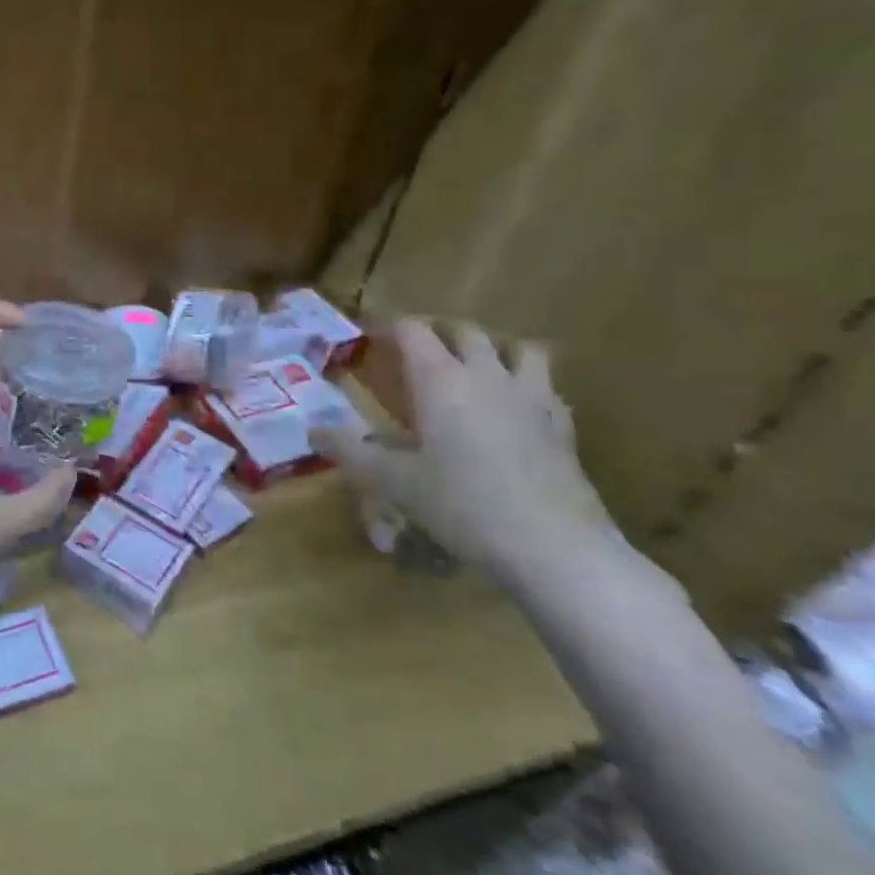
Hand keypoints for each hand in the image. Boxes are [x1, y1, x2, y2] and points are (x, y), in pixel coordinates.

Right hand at [320, 319, 621, 594]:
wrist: (554, 546)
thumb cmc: (462, 504)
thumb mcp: (391, 481)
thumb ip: (349, 450)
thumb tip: (311, 430)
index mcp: (440, 380)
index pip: (413, 330)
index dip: (388, 327)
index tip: (368, 336)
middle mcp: (486, 376)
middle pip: (464, 332)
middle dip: (437, 334)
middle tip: (414, 355)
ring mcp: (532, 398)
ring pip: (519, 349)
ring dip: (493, 350)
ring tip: (474, 370)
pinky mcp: (563, 426)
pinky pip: (546, 387)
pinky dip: (527, 385)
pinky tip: (515, 410)